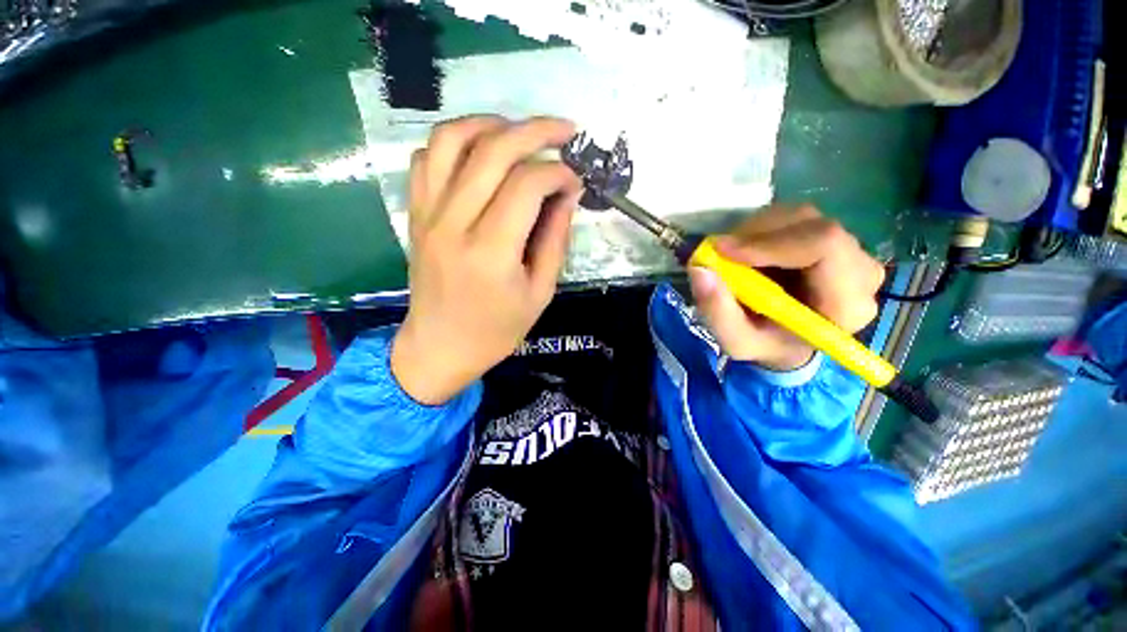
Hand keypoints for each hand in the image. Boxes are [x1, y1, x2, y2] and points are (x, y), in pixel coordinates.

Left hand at [390, 116, 582, 404]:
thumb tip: (568, 193)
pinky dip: (455, 142)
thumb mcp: (540, 292)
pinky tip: (480, 153)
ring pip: (452, 140)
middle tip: (564, 130)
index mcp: (491, 252)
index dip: (558, 172)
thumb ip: (555, 239)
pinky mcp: (416, 215)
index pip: (527, 185)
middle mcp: (454, 224)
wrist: (440, 347)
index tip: (575, 179)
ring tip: (520, 131)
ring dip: (491, 124)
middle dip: (535, 130)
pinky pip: (427, 158)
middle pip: (492, 151)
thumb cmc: (496, 330)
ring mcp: (428, 215)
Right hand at [688, 205, 884, 371]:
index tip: (722, 251)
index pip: (824, 246)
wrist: (787, 339)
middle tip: (719, 252)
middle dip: (756, 234)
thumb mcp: (736, 341)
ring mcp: (850, 249)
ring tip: (733, 257)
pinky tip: (748, 252)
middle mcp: (860, 270)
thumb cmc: (766, 344)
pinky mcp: (832, 237)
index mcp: (846, 303)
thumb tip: (699, 268)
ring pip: (800, 217)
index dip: (770, 242)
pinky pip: (795, 218)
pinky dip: (761, 229)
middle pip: (812, 225)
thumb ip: (717, 311)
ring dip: (755, 231)